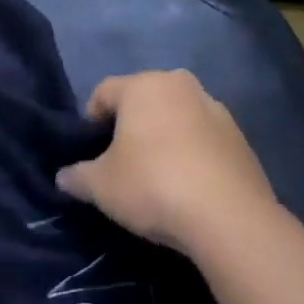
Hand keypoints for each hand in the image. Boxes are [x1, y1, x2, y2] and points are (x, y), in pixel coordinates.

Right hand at [55, 71, 277, 254]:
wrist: (229, 218)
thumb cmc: (153, 186)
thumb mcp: (101, 186)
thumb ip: (77, 176)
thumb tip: (63, 177)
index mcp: (143, 85)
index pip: (103, 92)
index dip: (90, 120)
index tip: (90, 153)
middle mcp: (180, 85)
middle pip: (143, 100)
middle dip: (129, 125)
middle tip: (121, 162)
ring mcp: (216, 109)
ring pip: (176, 117)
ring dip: (163, 137)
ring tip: (157, 176)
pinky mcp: (240, 137)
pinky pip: (202, 138)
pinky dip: (191, 153)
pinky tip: (187, 186)